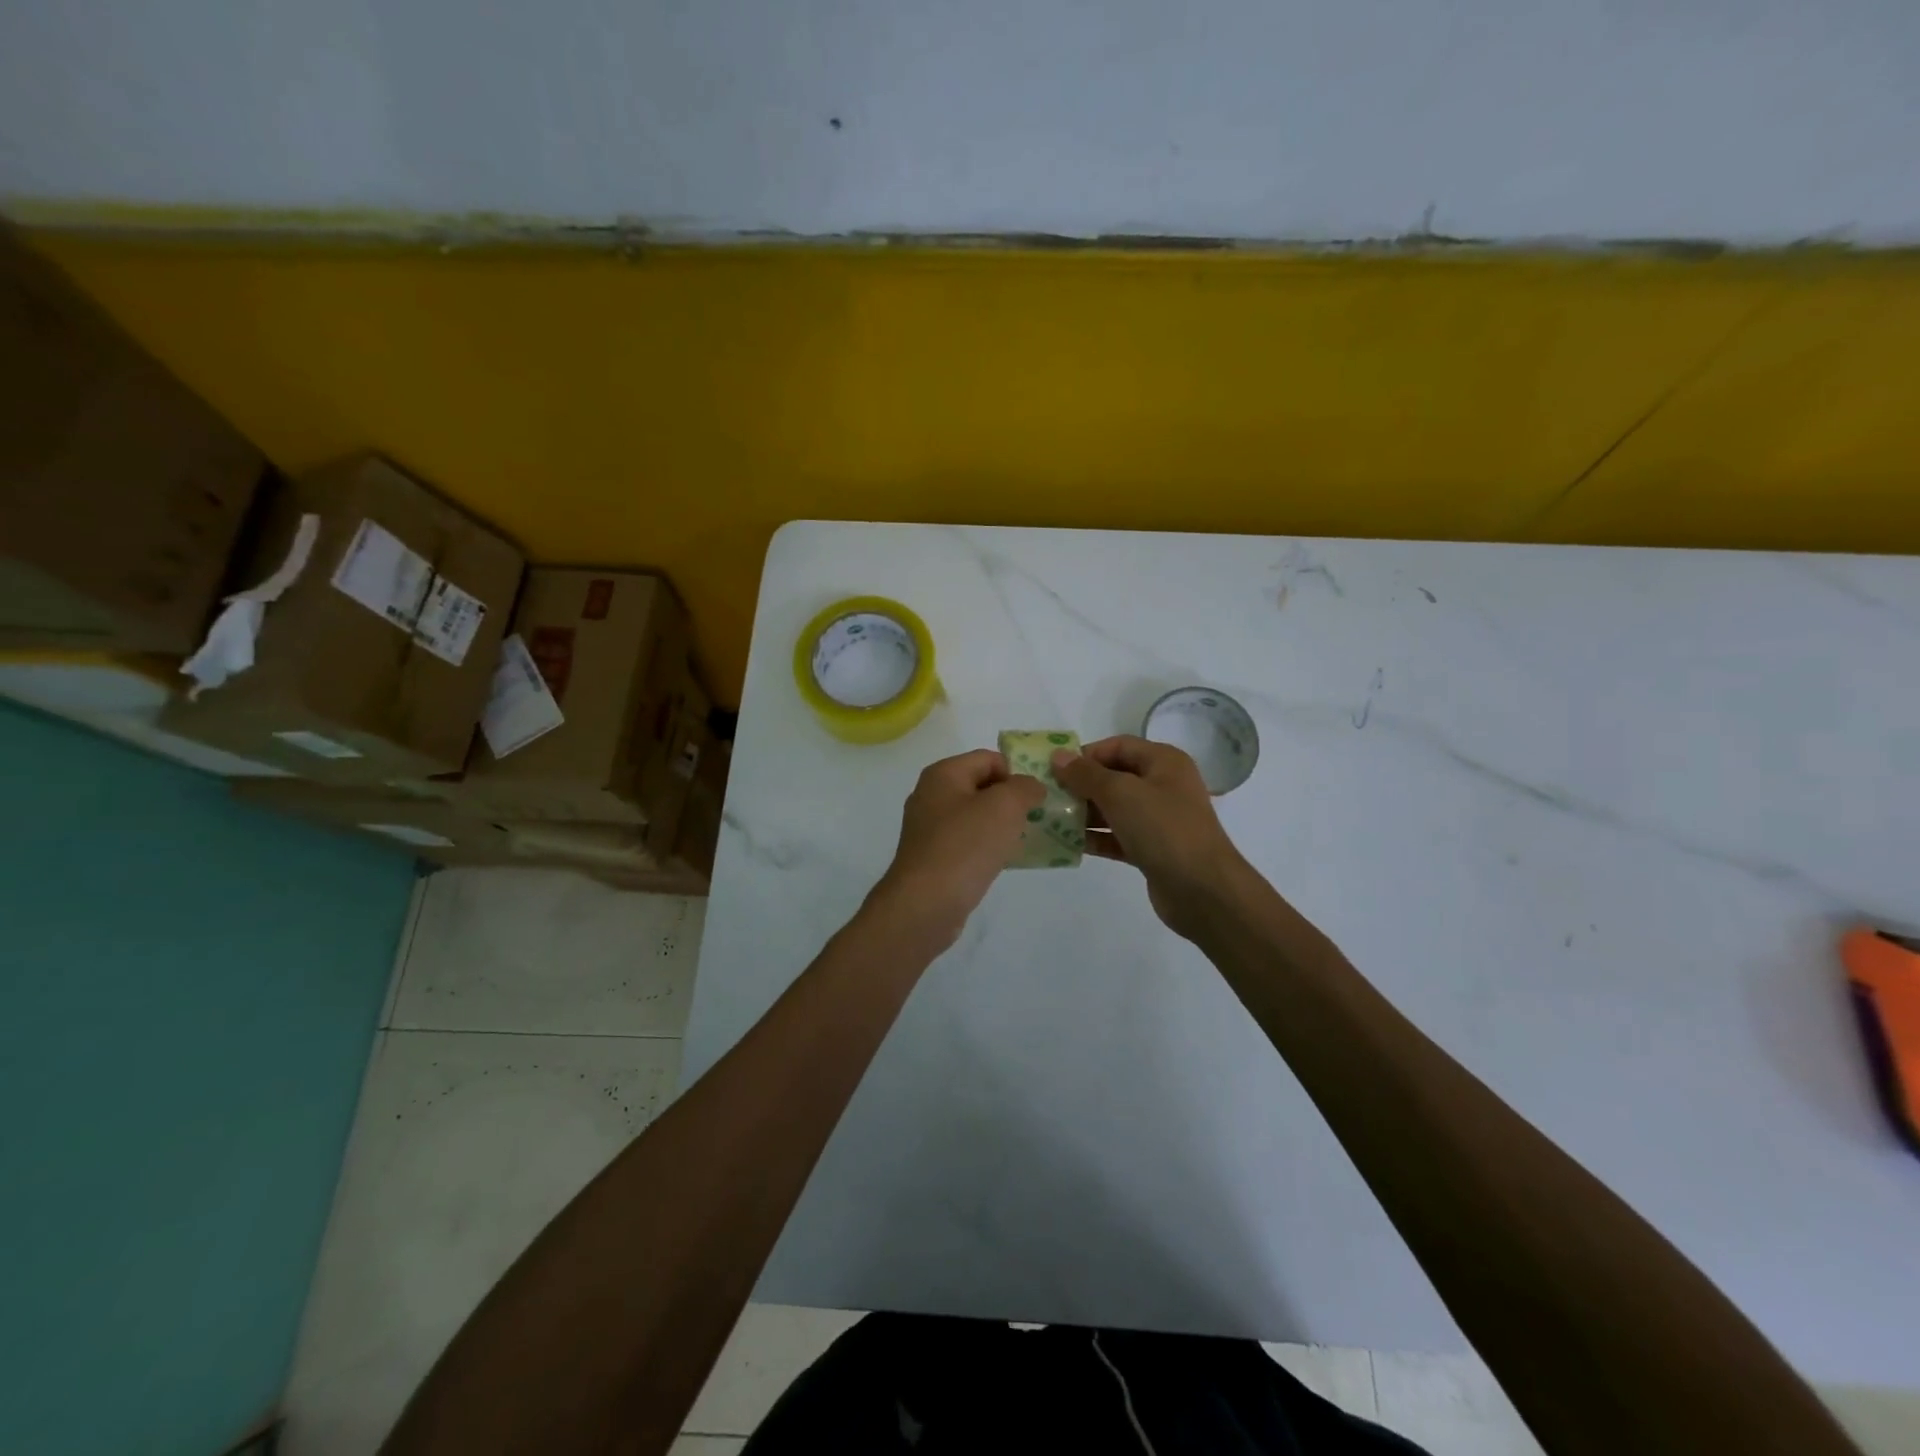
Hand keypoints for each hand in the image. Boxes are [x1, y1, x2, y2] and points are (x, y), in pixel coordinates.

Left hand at [869, 748, 1047, 947]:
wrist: (925, 904)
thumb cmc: (965, 846)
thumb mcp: (1005, 806)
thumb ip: (1024, 788)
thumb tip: (1031, 787)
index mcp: (943, 774)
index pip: (988, 758)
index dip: (1016, 773)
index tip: (1036, 799)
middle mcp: (931, 795)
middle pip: (981, 786)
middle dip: (1011, 800)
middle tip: (1035, 819)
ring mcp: (929, 828)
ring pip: (975, 817)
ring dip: (1001, 826)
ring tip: (1023, 841)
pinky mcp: (932, 858)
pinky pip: (967, 842)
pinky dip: (987, 847)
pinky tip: (1003, 862)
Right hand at [1051, 736, 1248, 939]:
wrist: (1202, 890)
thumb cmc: (1163, 829)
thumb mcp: (1121, 794)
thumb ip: (1086, 774)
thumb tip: (1059, 756)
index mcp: (1164, 762)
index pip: (1118, 746)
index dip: (1086, 754)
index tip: (1055, 770)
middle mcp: (1163, 786)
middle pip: (1114, 776)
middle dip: (1081, 785)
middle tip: (1048, 796)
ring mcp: (1159, 819)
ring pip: (1114, 808)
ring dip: (1084, 812)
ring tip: (1051, 820)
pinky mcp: (1153, 849)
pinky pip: (1118, 836)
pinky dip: (1096, 837)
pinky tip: (1069, 844)